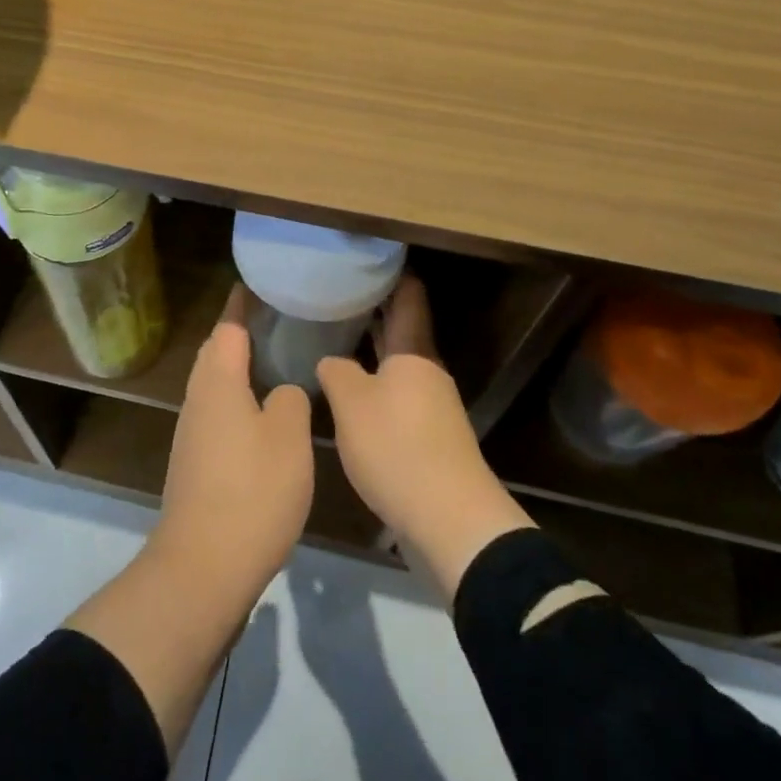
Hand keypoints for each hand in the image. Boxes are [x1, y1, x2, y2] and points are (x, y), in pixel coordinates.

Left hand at [155, 286, 314, 589]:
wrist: (204, 566)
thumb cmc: (252, 491)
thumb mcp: (289, 438)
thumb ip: (289, 400)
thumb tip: (280, 392)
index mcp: (218, 383)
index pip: (229, 328)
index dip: (242, 305)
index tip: (257, 284)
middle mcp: (198, 400)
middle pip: (216, 353)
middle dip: (239, 333)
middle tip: (275, 322)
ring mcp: (192, 433)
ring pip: (214, 385)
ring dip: (238, 368)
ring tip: (273, 362)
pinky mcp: (194, 463)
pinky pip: (216, 412)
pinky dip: (237, 399)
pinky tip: (262, 414)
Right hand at [317, 276, 533, 599]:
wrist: (450, 521)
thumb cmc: (397, 447)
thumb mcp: (352, 404)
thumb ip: (336, 372)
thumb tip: (331, 360)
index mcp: (414, 353)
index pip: (408, 297)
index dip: (390, 274)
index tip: (364, 258)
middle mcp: (427, 372)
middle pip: (403, 330)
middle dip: (374, 311)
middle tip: (336, 294)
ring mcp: (432, 406)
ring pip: (398, 365)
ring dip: (371, 351)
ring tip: (334, 339)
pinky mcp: (429, 438)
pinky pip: (398, 396)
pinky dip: (375, 385)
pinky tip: (349, 394)